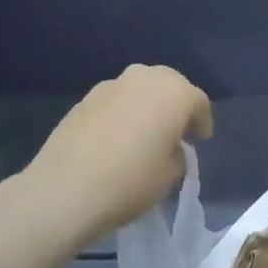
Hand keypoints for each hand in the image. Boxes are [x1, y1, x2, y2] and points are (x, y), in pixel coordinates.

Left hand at [21, 65, 213, 245]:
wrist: (65, 189)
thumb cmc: (131, 181)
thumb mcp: (171, 174)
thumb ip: (178, 153)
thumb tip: (168, 147)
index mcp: (174, 93)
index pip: (198, 101)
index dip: (202, 121)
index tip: (200, 140)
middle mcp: (144, 78)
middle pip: (169, 85)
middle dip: (176, 106)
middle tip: (176, 132)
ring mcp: (110, 85)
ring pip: (140, 89)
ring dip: (147, 106)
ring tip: (145, 134)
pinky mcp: (84, 99)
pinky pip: (116, 101)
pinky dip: (122, 113)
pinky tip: (117, 138)